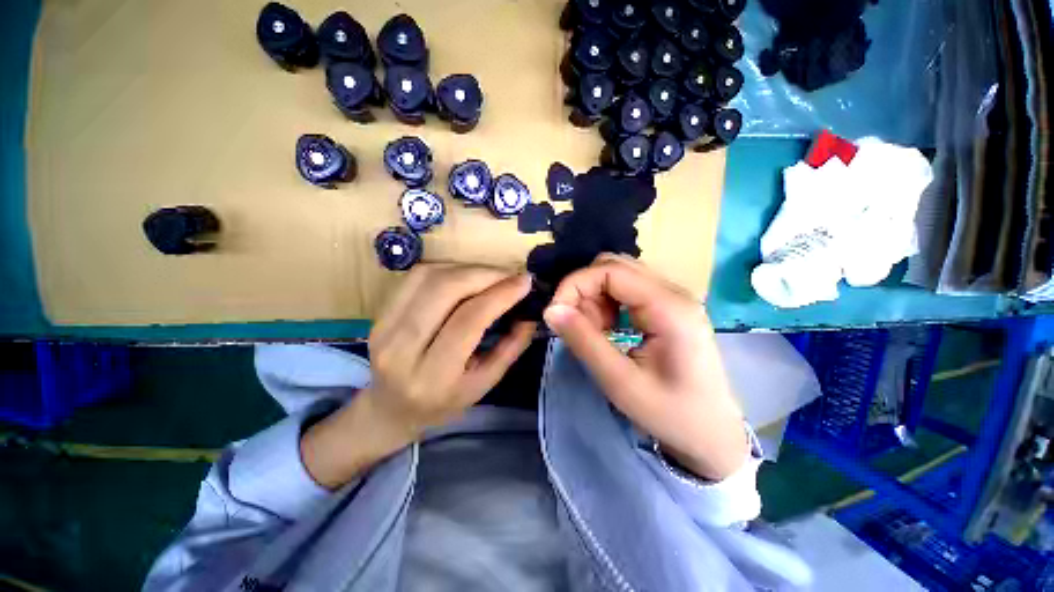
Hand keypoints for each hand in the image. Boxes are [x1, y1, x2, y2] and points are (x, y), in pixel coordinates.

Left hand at [302, 264, 535, 488]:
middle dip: (485, 274)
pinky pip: (417, 276)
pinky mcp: (380, 312)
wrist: (390, 408)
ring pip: (430, 276)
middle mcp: (401, 348)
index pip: (468, 320)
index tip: (525, 281)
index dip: (500, 294)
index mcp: (432, 376)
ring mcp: (384, 327)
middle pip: (446, 289)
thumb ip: (511, 348)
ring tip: (491, 276)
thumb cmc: (443, 402)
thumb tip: (530, 313)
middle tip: (510, 275)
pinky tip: (466, 276)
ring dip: (468, 269)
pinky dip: (448, 268)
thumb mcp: (485, 384)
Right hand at [544, 254, 747, 480]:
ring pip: (618, 275)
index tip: (556, 313)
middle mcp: (673, 291)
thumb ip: (583, 341)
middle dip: (585, 290)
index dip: (576, 284)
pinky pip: (626, 290)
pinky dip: (606, 304)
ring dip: (595, 298)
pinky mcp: (667, 306)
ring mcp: (672, 297)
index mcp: (669, 306)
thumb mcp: (620, 382)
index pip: (611, 270)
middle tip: (577, 326)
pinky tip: (607, 329)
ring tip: (594, 332)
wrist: (713, 433)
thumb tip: (551, 310)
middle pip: (614, 266)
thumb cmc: (671, 413)